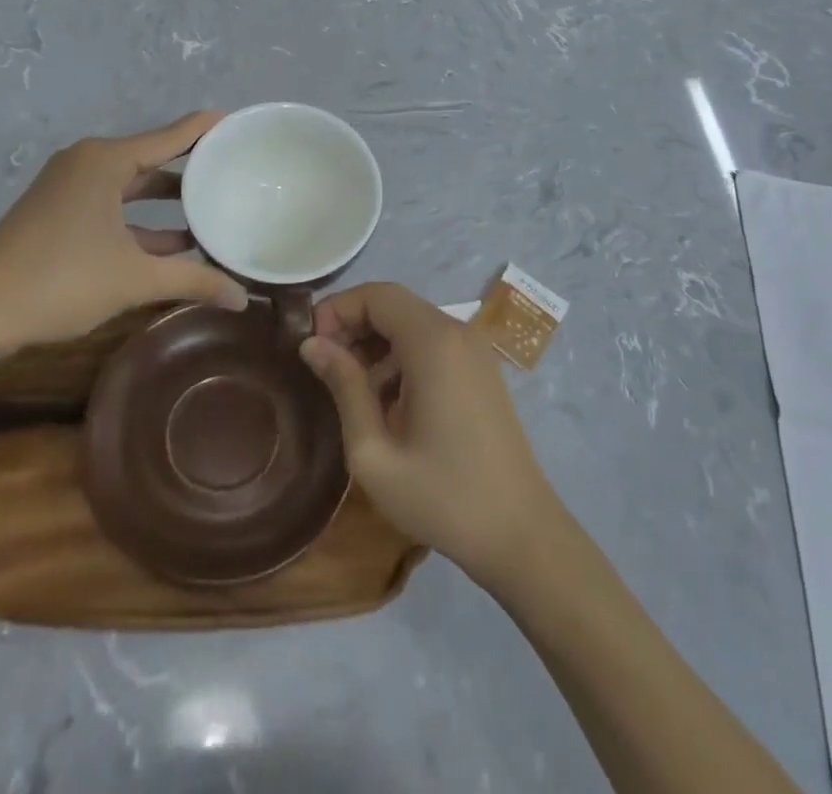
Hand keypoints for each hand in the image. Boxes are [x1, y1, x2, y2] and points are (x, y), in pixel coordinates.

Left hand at [0, 112, 248, 354]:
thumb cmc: (60, 281)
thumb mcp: (135, 279)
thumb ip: (193, 281)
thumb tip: (243, 298)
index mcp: (106, 161)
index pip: (170, 136)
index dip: (204, 129)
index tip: (238, 121)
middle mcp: (88, 163)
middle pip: (152, 157)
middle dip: (191, 166)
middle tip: (234, 167)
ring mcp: (69, 187)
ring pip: (131, 184)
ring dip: (167, 199)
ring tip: (212, 206)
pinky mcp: (58, 211)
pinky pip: (113, 203)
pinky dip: (141, 219)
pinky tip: (173, 243)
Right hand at [300, 283, 564, 590]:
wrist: (521, 536)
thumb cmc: (443, 497)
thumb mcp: (374, 452)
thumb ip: (343, 387)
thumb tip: (310, 344)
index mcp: (433, 342)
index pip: (376, 295)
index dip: (337, 310)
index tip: (310, 347)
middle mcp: (457, 332)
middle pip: (394, 305)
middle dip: (352, 326)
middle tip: (324, 369)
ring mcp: (474, 350)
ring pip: (411, 323)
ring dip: (375, 344)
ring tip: (351, 392)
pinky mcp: (481, 370)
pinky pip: (432, 344)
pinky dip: (401, 357)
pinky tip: (387, 404)